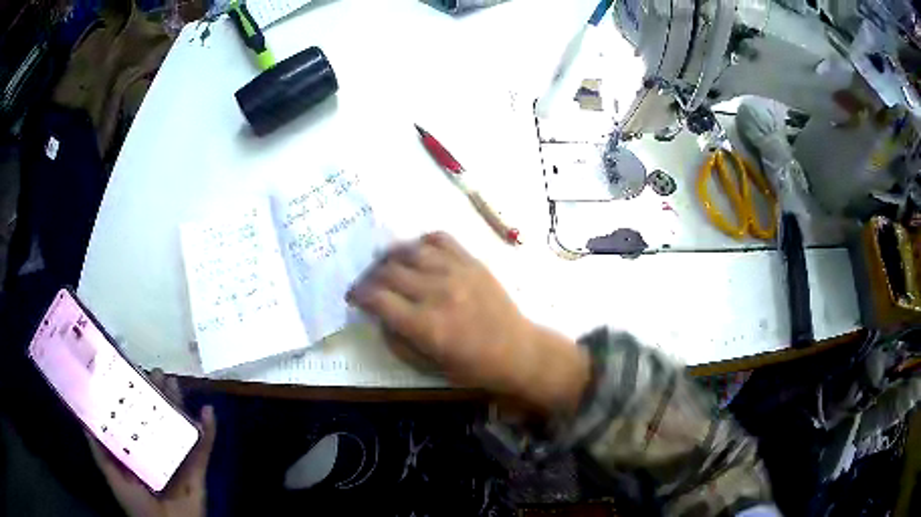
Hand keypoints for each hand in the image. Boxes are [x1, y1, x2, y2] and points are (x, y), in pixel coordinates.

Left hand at [86, 369, 216, 516]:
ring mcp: (178, 459)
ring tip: (174, 382)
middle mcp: (156, 450)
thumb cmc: (137, 506)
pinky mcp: (197, 470)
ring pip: (178, 427)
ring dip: (178, 405)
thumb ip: (101, 453)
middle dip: (156, 395)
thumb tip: (84, 421)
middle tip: (155, 372)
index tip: (130, 373)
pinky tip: (208, 412)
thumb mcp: (114, 478)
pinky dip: (208, 431)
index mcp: (136, 450)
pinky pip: (204, 449)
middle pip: (157, 418)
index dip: (132, 396)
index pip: (134, 418)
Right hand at [348, 232, 588, 413]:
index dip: (358, 295)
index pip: (378, 298)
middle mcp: (437, 292)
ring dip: (391, 257)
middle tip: (369, 285)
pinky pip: (440, 239)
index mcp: (425, 325)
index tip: (354, 297)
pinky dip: (422, 242)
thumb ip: (397, 340)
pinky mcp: (472, 261)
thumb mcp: (427, 366)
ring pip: (410, 251)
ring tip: (388, 266)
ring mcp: (456, 272)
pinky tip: (418, 253)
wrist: (517, 350)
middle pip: (389, 271)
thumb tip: (378, 315)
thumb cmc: (471, 367)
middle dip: (370, 277)